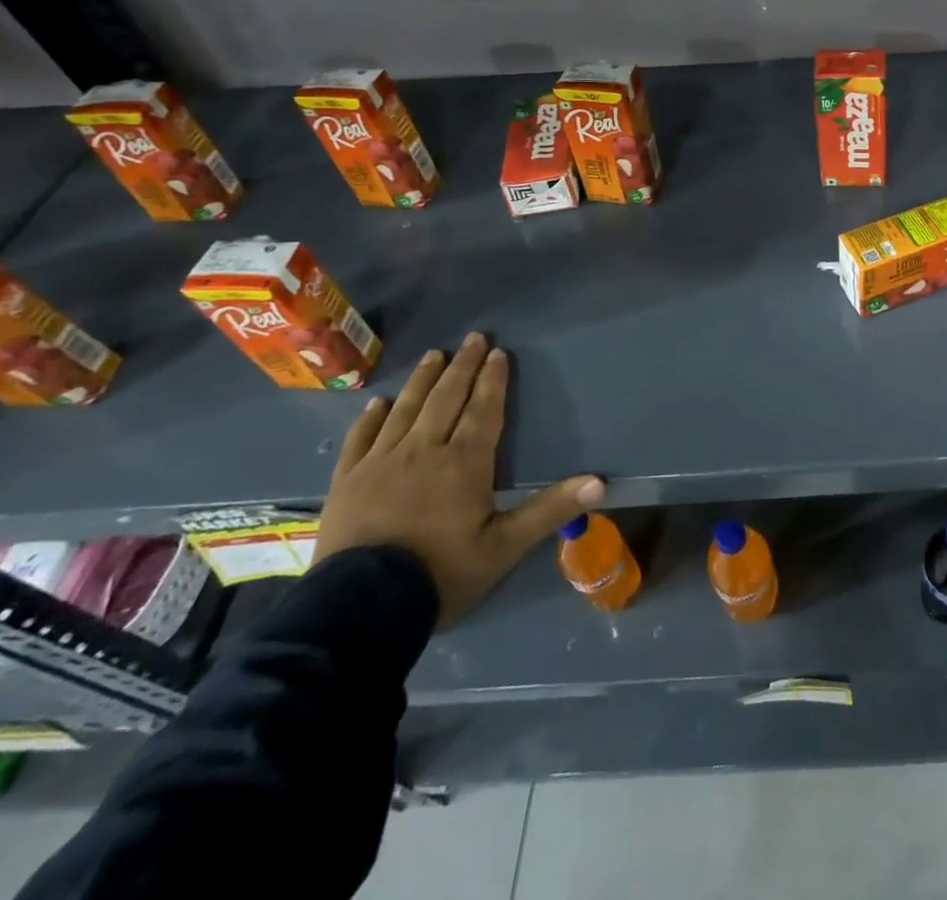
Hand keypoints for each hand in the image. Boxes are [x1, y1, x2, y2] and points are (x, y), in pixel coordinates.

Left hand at [313, 333, 603, 627]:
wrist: (360, 609)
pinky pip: (361, 438)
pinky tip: (380, 403)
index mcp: (463, 462)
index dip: (493, 380)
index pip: (483, 410)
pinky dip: (373, 417)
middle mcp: (424, 450)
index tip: (498, 352)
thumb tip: (599, 482)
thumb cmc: (441, 573)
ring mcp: (380, 462)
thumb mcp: (504, 547)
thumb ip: (549, 510)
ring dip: (423, 380)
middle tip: (473, 338)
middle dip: (462, 367)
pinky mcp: (347, 481)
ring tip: (434, 355)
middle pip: (446, 398)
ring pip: (407, 409)